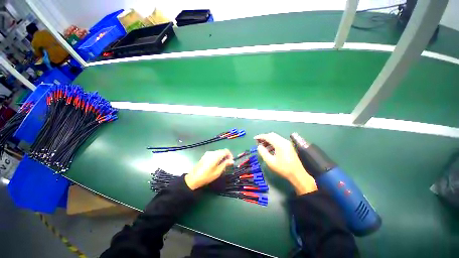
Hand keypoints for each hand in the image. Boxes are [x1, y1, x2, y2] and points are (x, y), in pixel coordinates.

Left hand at [185, 149, 233, 189]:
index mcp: (216, 155)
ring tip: (222, 166)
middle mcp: (212, 152)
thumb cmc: (207, 175)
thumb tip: (232, 161)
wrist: (193, 178)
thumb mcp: (218, 171)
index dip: (230, 155)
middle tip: (227, 165)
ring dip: (222, 157)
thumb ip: (225, 164)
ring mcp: (208, 153)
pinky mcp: (205, 156)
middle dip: (226, 156)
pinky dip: (217, 157)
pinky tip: (216, 164)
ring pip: (218, 153)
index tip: (231, 162)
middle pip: (222, 151)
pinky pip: (214, 154)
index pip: (226, 151)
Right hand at [255, 132, 316, 194]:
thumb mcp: (270, 162)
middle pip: (272, 135)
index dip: (260, 136)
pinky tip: (269, 149)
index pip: (268, 136)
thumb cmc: (283, 168)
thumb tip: (259, 146)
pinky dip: (272, 142)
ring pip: (275, 137)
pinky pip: (279, 140)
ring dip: (268, 140)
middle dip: (264, 137)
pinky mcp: (288, 146)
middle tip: (258, 142)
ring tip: (263, 146)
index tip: (254, 138)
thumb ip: (263, 152)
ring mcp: (287, 143)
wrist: (297, 174)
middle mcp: (284, 141)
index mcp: (279, 144)